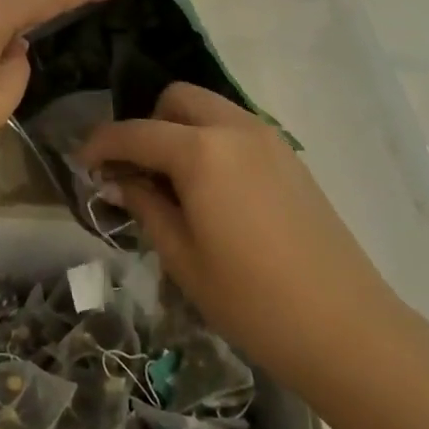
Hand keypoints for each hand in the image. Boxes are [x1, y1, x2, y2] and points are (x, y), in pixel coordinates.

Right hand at [82, 83, 410, 398]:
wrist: (346, 328)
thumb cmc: (252, 301)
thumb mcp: (182, 257)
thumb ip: (145, 206)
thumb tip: (119, 181)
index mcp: (201, 151)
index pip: (136, 132)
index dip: (101, 144)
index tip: (82, 163)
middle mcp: (234, 128)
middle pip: (176, 99)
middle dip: (147, 124)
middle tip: (135, 170)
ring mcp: (268, 137)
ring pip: (209, 108)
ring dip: (180, 129)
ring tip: (171, 181)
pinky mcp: (289, 156)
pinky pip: (236, 128)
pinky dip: (211, 140)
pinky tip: (210, 189)